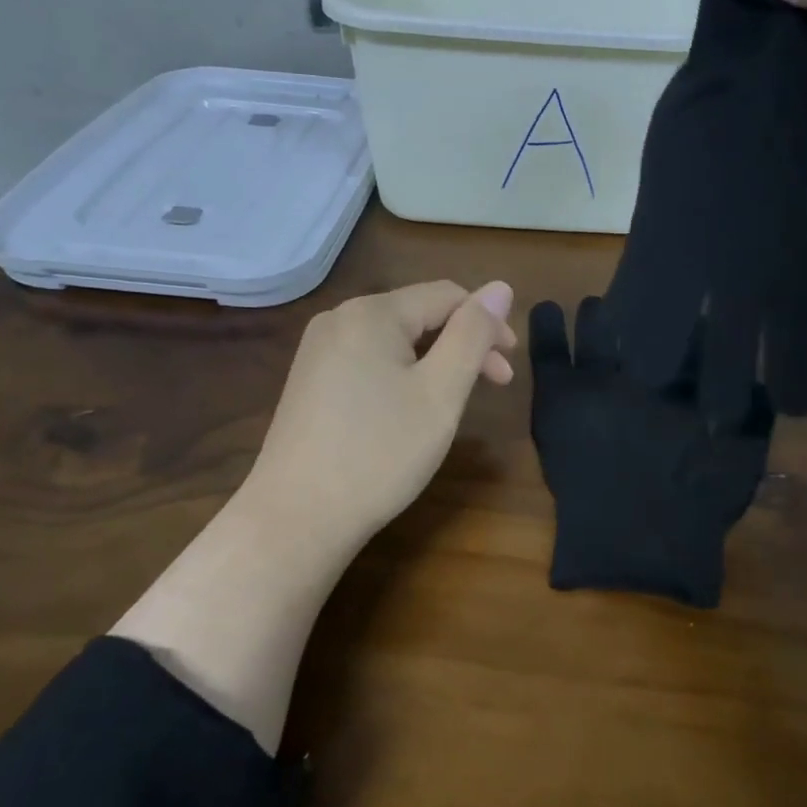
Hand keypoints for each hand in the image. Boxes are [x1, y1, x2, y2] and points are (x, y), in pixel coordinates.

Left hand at [111, 279, 516, 749]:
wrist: (296, 519)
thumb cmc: (379, 454)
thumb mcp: (441, 392)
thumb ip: (473, 334)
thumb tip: (501, 286)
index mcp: (372, 313)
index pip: (447, 296)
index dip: (488, 324)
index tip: (511, 368)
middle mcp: (340, 318)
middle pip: (420, 314)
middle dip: (464, 343)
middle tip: (496, 385)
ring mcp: (319, 350)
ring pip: (396, 339)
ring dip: (436, 360)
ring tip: (455, 401)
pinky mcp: (310, 380)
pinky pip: (370, 359)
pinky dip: (404, 373)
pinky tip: (411, 408)